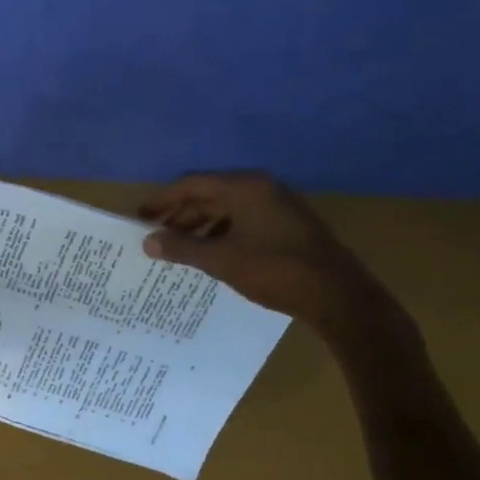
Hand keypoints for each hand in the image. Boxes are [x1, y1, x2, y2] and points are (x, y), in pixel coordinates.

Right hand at [140, 171, 412, 348]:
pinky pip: (244, 221)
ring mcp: (278, 206)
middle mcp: (261, 188)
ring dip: (201, 226)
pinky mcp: (288, 225)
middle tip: (156, 235)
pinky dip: (222, 233)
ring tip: (179, 248)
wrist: (338, 295)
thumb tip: (148, 241)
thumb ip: (183, 248)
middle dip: (181, 214)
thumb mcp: (222, 260)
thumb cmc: (275, 270)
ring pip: (228, 209)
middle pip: (210, 194)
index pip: (193, 184)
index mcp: (245, 187)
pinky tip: (212, 254)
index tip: (141, 217)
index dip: (163, 200)